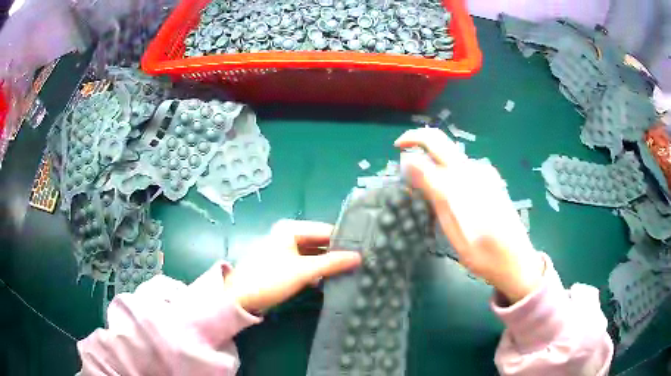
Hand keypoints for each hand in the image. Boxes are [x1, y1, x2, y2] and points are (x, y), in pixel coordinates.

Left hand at [224, 219, 361, 312]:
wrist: (240, 298)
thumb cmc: (270, 279)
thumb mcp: (303, 271)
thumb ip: (332, 263)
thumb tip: (359, 257)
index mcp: (290, 229)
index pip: (325, 230)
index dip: (344, 241)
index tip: (365, 250)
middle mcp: (288, 235)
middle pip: (320, 242)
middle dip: (337, 253)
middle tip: (362, 262)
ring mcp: (285, 250)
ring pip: (314, 254)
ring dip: (329, 263)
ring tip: (352, 270)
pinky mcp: (283, 265)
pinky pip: (306, 263)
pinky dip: (318, 270)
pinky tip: (333, 278)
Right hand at [395, 128, 543, 302]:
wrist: (517, 261)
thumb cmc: (482, 253)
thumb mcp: (453, 227)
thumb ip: (433, 190)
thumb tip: (409, 162)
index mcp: (463, 179)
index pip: (432, 144)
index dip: (410, 143)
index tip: (396, 153)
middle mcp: (475, 169)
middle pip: (442, 142)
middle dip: (419, 141)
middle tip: (404, 155)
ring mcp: (485, 174)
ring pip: (451, 158)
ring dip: (434, 164)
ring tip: (427, 194)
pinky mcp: (491, 181)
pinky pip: (462, 169)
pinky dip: (448, 176)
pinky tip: (450, 199)